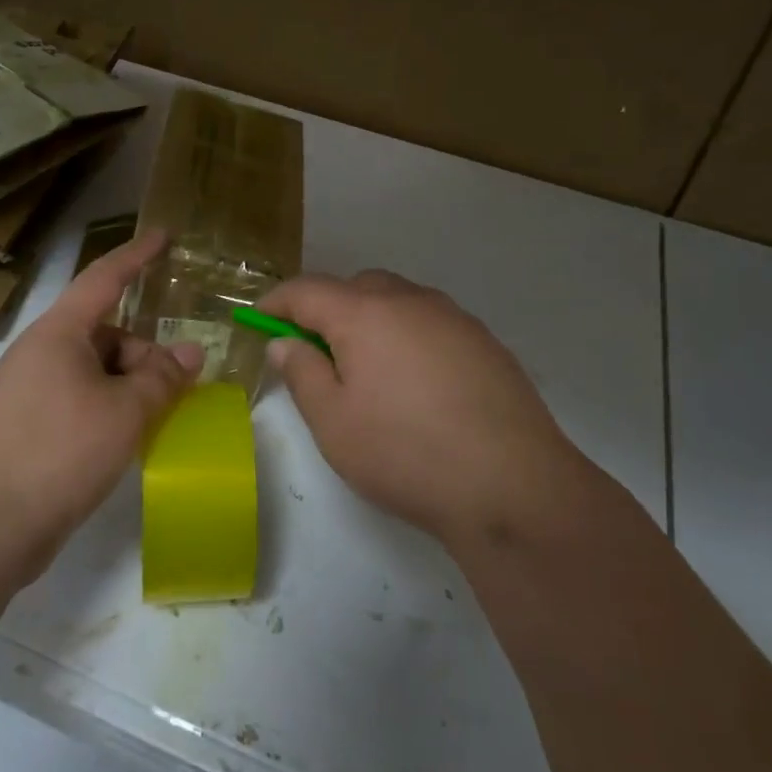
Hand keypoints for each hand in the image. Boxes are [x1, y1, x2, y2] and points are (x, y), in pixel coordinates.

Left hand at [0, 229, 203, 568]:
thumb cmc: (62, 450)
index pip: (104, 278)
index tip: (164, 235)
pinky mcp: (27, 423)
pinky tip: (126, 438)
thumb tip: (191, 353)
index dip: (137, 255)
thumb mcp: (127, 412)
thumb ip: (163, 378)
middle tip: (175, 391)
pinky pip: (79, 397)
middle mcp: (41, 352)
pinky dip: (109, 407)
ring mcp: (30, 389)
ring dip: (129, 386)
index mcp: (59, 333)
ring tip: (152, 422)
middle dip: (144, 355)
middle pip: (105, 333)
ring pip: (95, 369)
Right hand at [259, 270, 598, 547]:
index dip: (277, 301)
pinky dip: (408, 336)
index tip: (258, 319)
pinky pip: (431, 323)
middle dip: (327, 309)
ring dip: (371, 320)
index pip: (307, 290)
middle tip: (315, 352)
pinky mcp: (485, 342)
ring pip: (398, 301)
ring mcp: (454, 318)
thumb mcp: (334, 422)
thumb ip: (302, 373)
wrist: (512, 485)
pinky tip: (416, 384)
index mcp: (365, 313)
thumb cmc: (405, 453)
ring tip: (367, 370)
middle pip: (356, 287)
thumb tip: (285, 342)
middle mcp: (411, 301)